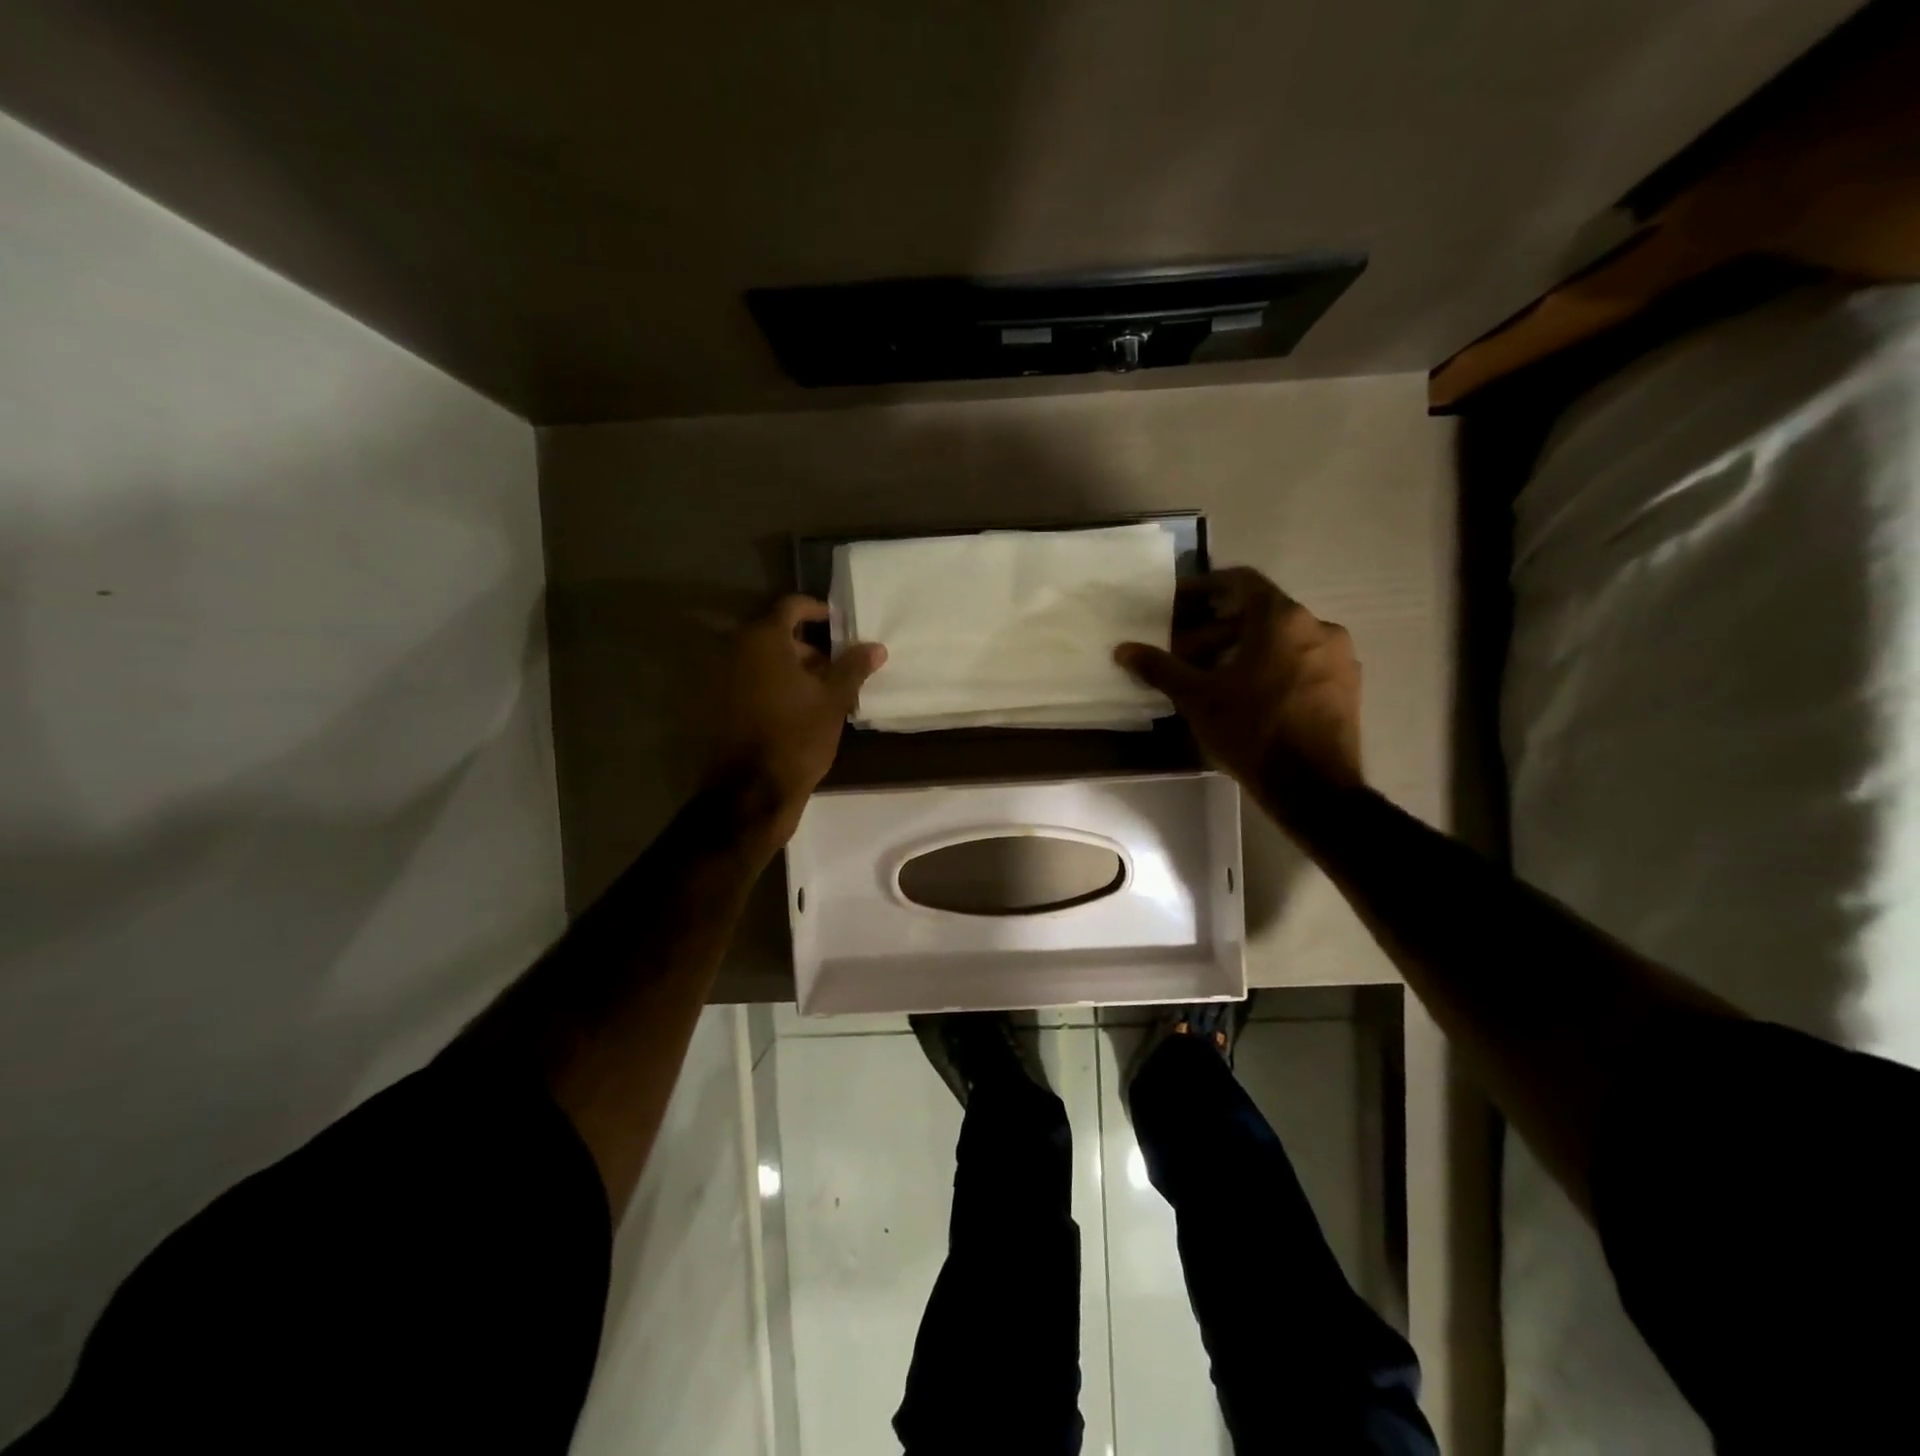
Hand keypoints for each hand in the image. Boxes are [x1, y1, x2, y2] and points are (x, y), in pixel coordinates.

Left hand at [705, 596, 885, 835]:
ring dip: (793, 669)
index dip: (819, 611)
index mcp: (763, 639)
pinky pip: (753, 682)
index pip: (792, 606)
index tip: (843, 626)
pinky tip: (801, 709)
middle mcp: (736, 650)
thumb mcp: (833, 701)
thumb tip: (875, 647)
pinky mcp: (720, 704)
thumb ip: (853, 668)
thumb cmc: (797, 737)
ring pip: (765, 661)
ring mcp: (723, 678)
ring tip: (825, 692)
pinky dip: (775, 686)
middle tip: (839, 667)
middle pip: (777, 634)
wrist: (751, 791)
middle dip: (809, 647)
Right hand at [1115, 568, 1361, 797]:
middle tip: (1184, 654)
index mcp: (1282, 619)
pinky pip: (1302, 662)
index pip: (1241, 581)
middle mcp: (1318, 626)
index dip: (1206, 587)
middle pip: (1258, 614)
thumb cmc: (1252, 731)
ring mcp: (1338, 657)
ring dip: (1243, 650)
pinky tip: (1248, 697)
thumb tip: (1123, 650)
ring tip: (1212, 679)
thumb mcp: (1197, 699)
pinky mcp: (1347, 686)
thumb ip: (1160, 668)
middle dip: (1217, 631)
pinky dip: (1271, 667)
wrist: (1314, 787)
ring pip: (1281, 640)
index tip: (1179, 602)